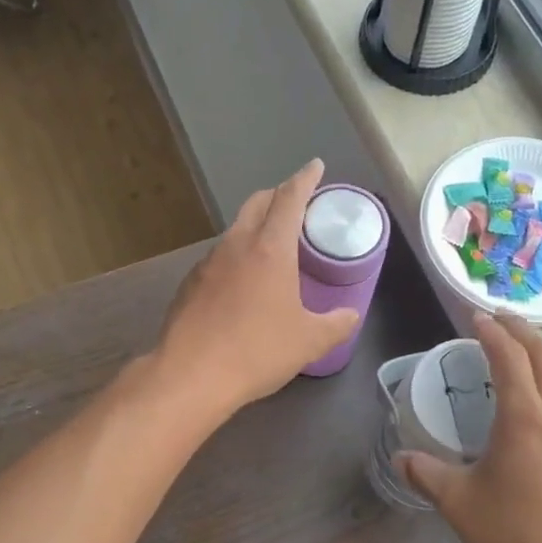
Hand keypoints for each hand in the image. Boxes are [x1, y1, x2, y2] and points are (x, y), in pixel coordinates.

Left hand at [156, 159, 360, 417]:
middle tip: (295, 203)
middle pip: (257, 203)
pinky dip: (236, 255)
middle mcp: (236, 245)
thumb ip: (336, 324)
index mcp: (270, 249)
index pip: (290, 198)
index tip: (314, 167)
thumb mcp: (309, 341)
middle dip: (278, 195)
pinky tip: (242, 281)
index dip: (305, 179)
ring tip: (271, 244)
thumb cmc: (257, 351)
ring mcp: (207, 263)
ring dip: (255, 226)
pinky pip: (219, 257)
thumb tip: (351, 315)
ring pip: (235, 229)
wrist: (190, 375)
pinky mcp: (189, 284)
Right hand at [399, 312, 541, 542]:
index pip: (509, 357)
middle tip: (501, 320)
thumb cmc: (515, 539)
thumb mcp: (459, 504)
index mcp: (524, 418)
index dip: (491, 332)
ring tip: (532, 350)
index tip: (475, 317)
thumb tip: (401, 457)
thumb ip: (426, 473)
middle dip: (523, 332)